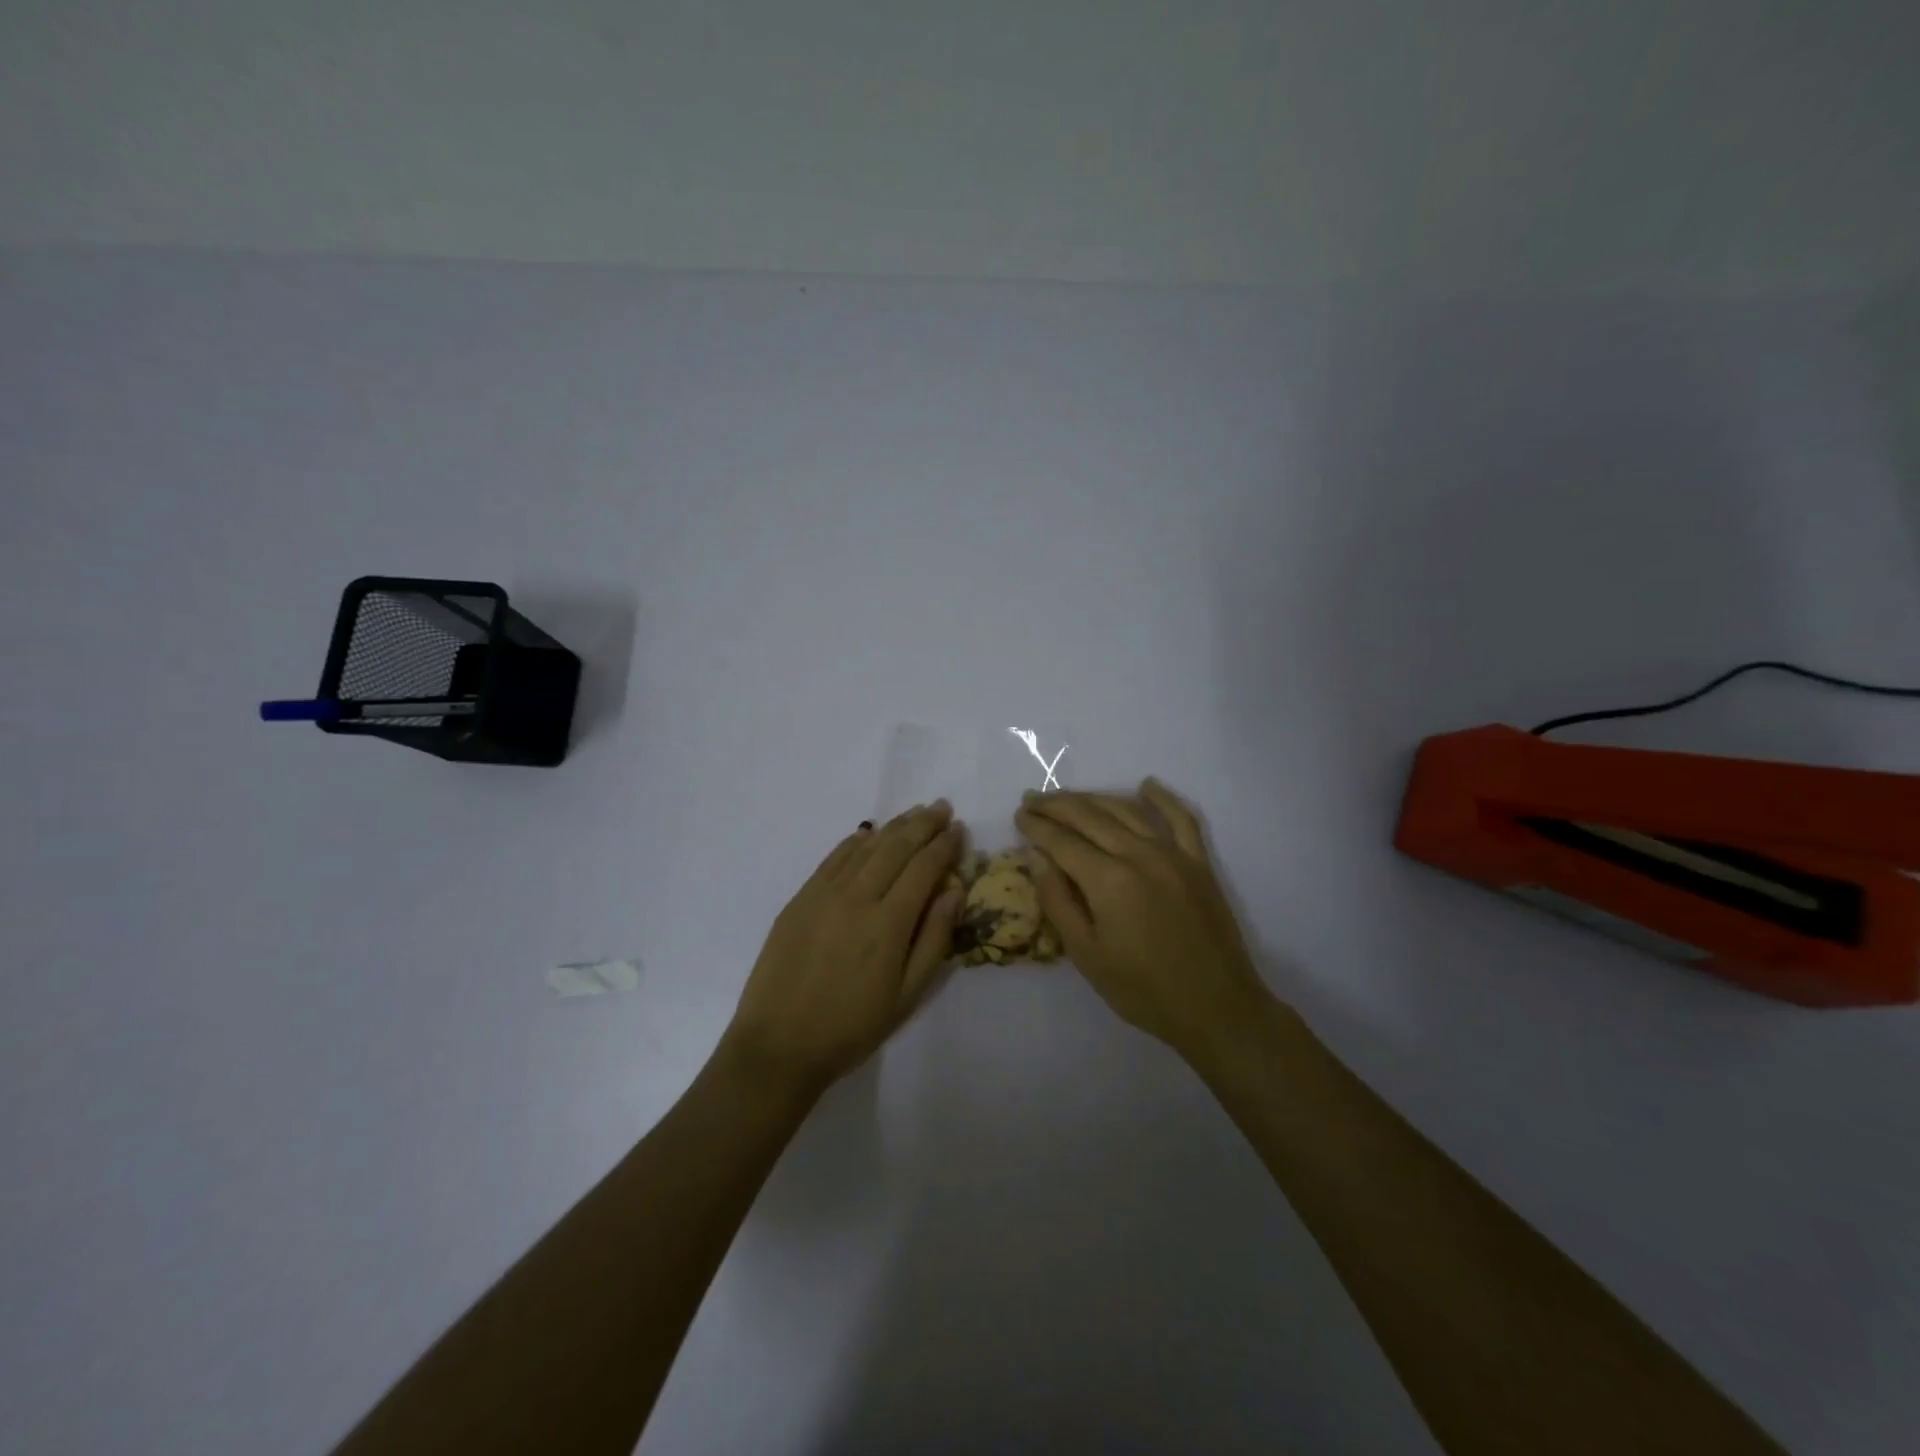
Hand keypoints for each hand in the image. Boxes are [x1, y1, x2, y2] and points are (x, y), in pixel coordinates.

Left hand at [724, 801, 962, 1093]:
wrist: (779, 1044)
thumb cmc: (851, 1027)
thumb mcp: (907, 996)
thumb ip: (934, 939)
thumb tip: (954, 891)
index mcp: (889, 923)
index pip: (924, 869)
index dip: (944, 846)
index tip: (959, 829)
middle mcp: (857, 897)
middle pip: (896, 847)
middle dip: (923, 824)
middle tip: (942, 807)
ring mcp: (824, 894)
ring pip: (866, 847)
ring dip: (893, 827)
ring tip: (914, 813)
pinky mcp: (800, 898)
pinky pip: (833, 858)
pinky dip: (856, 841)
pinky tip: (869, 834)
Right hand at [1016, 779, 1273, 1060]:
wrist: (1216, 1008)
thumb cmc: (1142, 990)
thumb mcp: (1086, 954)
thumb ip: (1057, 900)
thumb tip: (1037, 856)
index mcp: (1108, 880)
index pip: (1062, 840)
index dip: (1037, 826)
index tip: (1018, 815)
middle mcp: (1139, 854)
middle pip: (1089, 816)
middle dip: (1057, 806)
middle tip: (1033, 800)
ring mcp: (1173, 854)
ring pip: (1126, 810)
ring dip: (1093, 798)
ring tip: (1069, 797)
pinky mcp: (1198, 862)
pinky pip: (1180, 819)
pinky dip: (1162, 799)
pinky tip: (1145, 786)